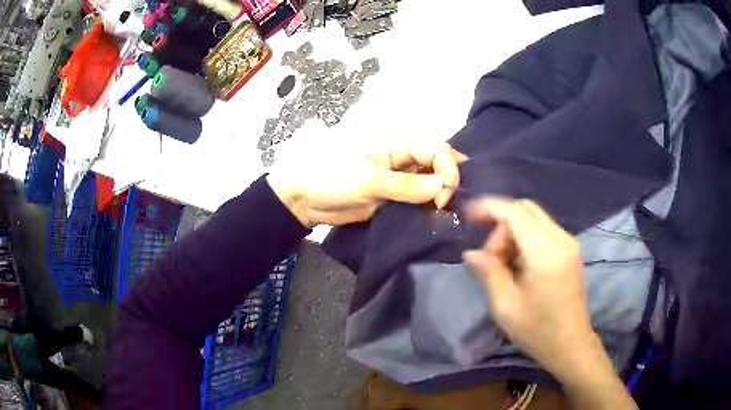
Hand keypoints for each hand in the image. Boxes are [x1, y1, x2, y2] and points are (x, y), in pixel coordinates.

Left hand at [267, 141, 465, 227]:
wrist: (302, 200)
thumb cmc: (329, 178)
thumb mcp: (367, 180)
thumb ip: (406, 185)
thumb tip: (442, 186)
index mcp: (395, 143)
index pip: (435, 148)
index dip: (446, 168)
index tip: (442, 196)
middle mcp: (401, 158)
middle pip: (437, 163)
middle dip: (448, 181)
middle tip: (444, 206)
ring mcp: (398, 178)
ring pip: (430, 181)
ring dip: (441, 195)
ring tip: (446, 214)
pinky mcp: (393, 197)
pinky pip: (417, 199)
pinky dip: (428, 207)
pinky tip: (435, 217)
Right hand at [463, 198, 636, 408]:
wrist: (570, 345)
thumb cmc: (537, 331)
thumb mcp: (505, 306)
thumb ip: (488, 272)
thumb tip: (472, 253)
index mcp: (545, 253)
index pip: (516, 213)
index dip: (489, 208)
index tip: (467, 216)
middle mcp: (561, 240)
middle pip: (526, 209)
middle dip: (501, 225)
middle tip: (489, 257)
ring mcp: (569, 243)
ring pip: (534, 218)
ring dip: (512, 233)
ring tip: (502, 265)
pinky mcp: (570, 250)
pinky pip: (542, 230)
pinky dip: (525, 239)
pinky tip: (518, 264)